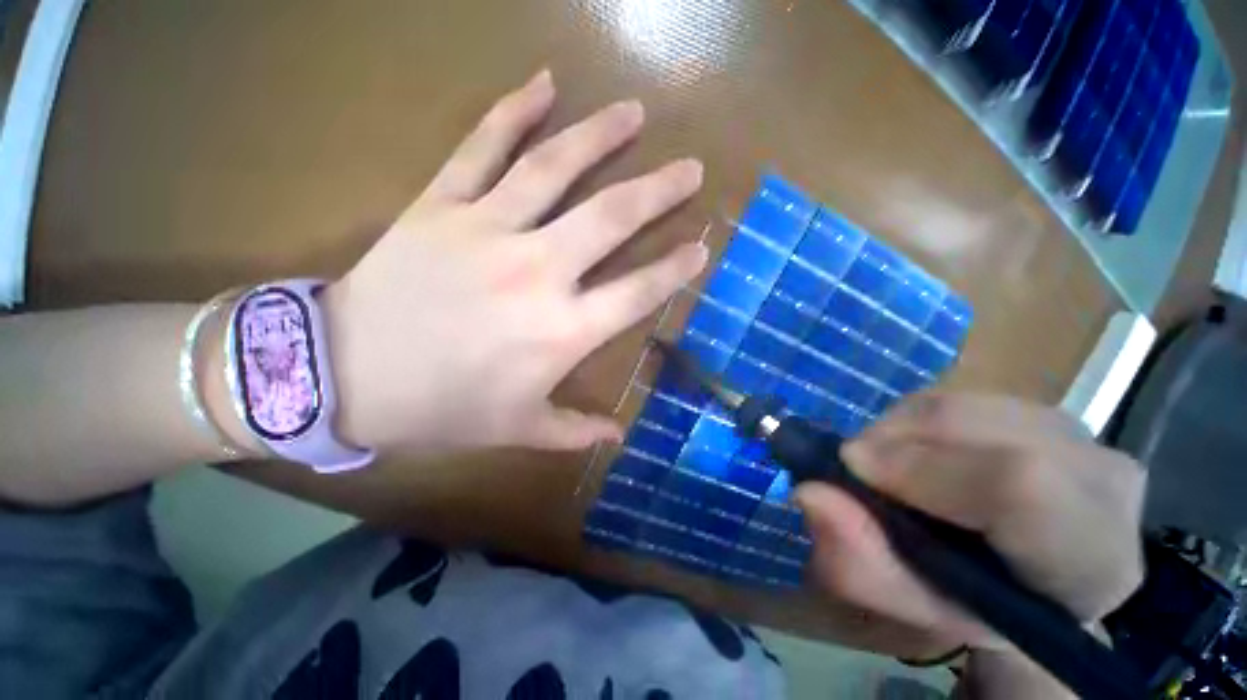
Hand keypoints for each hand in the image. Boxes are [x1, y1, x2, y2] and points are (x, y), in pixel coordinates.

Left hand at [324, 70, 706, 456]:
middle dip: (659, 190)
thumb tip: (618, 436)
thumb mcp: (518, 430)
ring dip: (602, 136)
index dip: (675, 269)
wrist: (347, 375)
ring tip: (634, 112)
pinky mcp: (442, 205)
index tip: (701, 246)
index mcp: (562, 331)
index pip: (638, 292)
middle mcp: (538, 272)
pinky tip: (544, 82)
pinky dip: (513, 110)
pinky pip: (483, 147)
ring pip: (556, 168)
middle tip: (691, 169)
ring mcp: (489, 229)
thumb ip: (575, 431)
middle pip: (612, 218)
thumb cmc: (443, 408)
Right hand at [795, 394, 1145, 647]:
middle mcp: (1103, 483)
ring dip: (901, 427)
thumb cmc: (977, 605)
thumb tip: (809, 494)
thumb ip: (862, 565)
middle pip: (981, 428)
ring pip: (964, 404)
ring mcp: (1082, 435)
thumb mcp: (916, 607)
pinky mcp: (1051, 412)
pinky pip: (964, 396)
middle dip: (894, 438)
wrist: (1036, 580)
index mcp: (1089, 560)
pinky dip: (917, 417)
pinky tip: (916, 448)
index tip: (851, 466)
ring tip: (887, 462)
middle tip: (858, 466)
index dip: (922, 467)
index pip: (1019, 487)